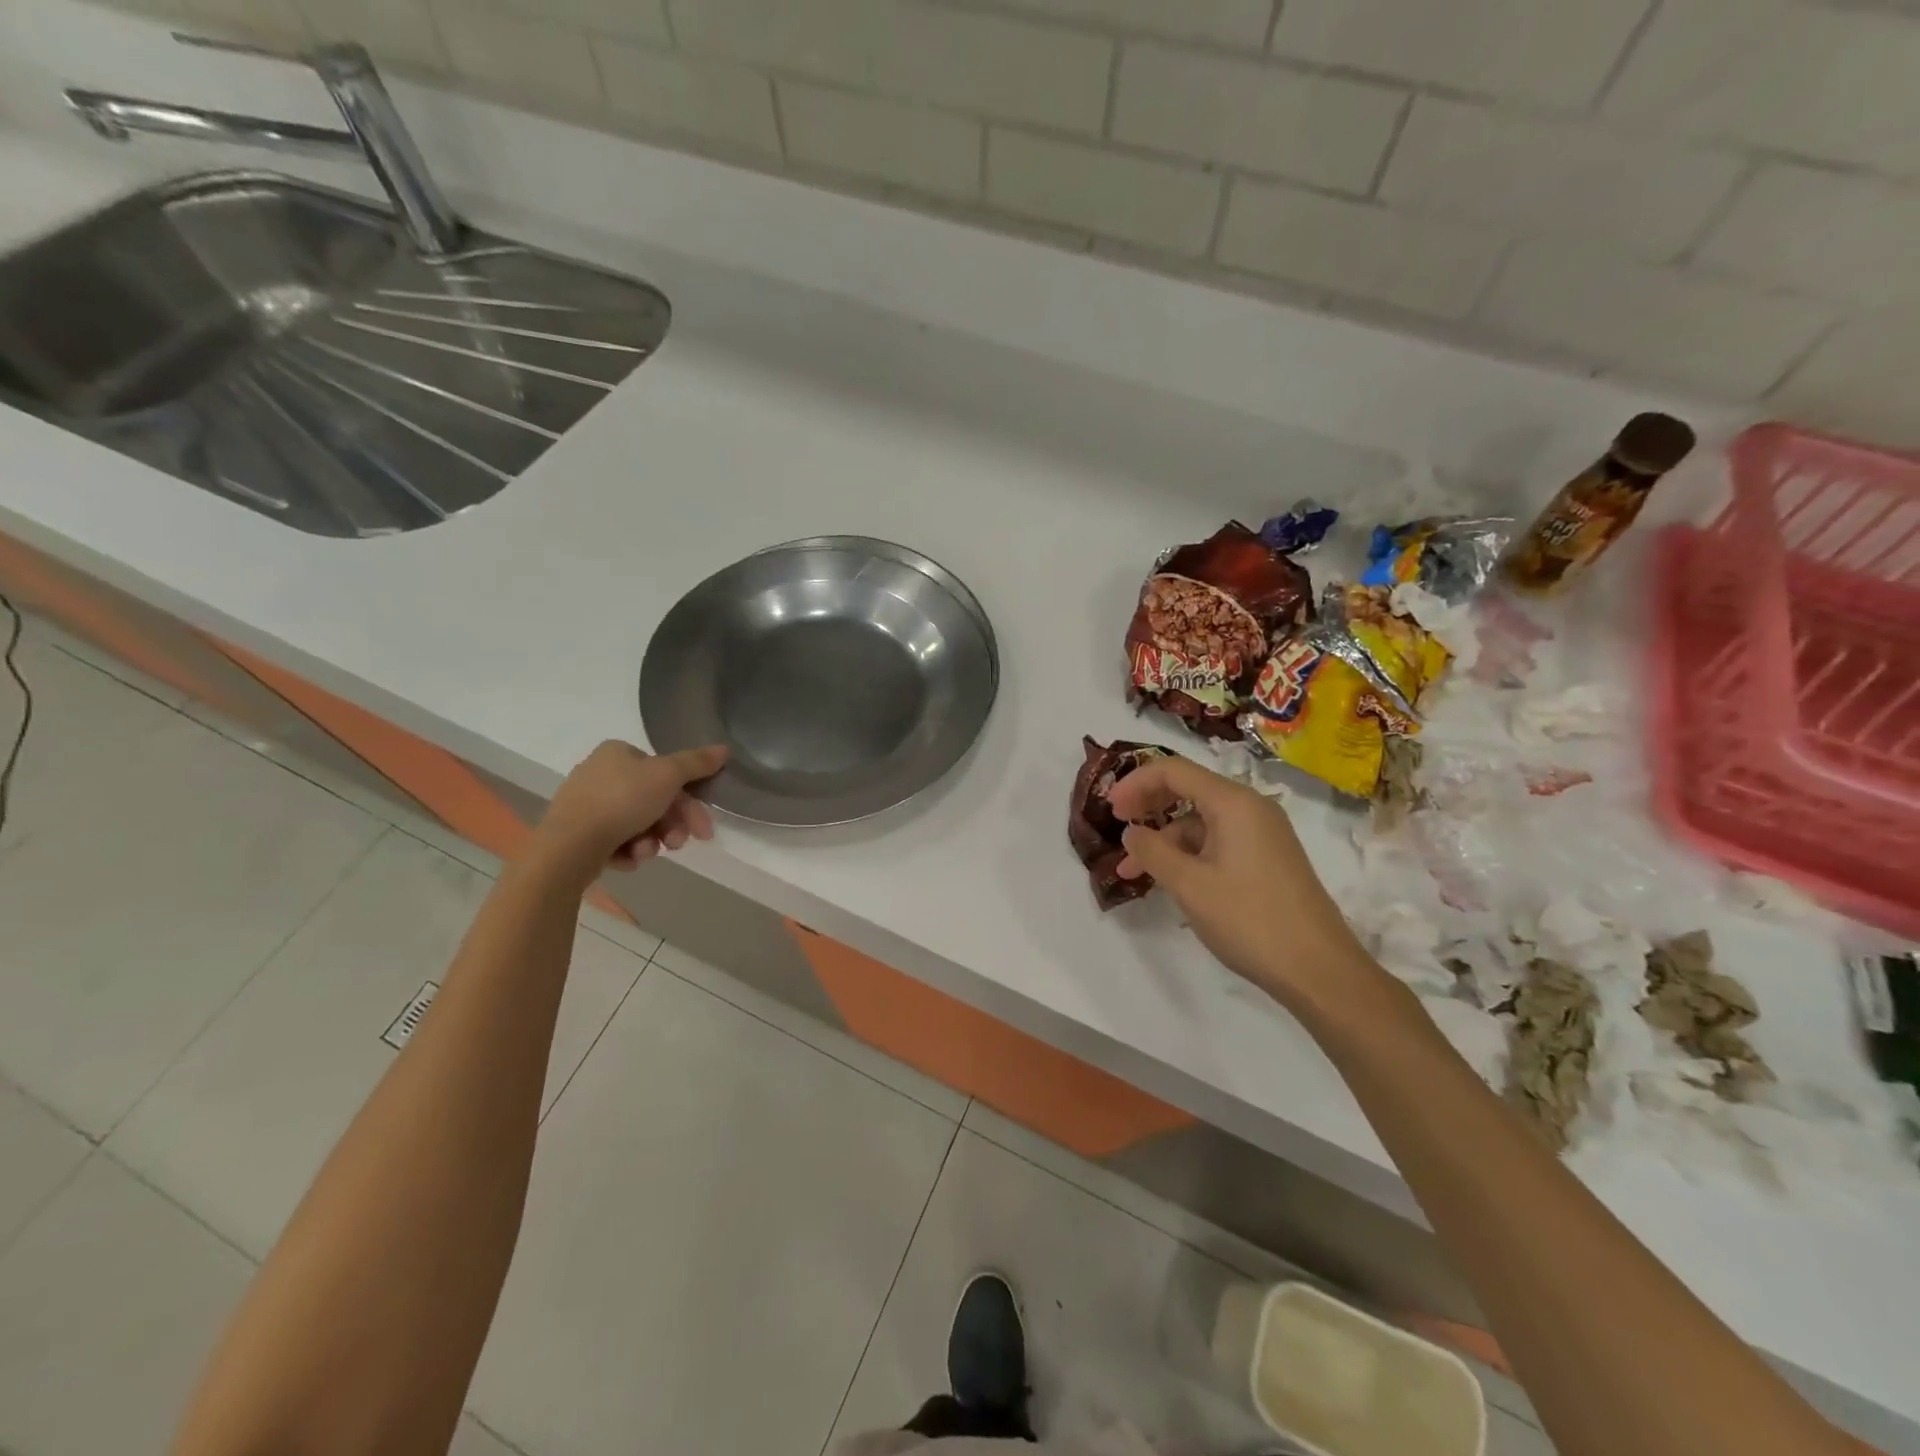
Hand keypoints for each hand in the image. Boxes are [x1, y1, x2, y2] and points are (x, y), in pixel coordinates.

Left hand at [536, 740, 727, 871]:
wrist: (568, 847)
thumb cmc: (622, 801)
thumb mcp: (668, 775)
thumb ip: (697, 763)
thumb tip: (724, 749)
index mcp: (619, 753)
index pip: (665, 772)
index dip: (688, 799)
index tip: (701, 825)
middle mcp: (600, 773)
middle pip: (654, 799)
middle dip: (672, 825)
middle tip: (681, 843)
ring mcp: (586, 804)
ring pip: (638, 823)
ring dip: (652, 840)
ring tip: (648, 853)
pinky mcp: (578, 832)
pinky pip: (616, 840)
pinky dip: (628, 850)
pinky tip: (628, 858)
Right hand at [1107, 755, 1375, 1009]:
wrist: (1319, 970)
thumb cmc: (1249, 920)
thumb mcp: (1189, 885)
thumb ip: (1152, 852)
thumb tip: (1131, 833)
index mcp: (1233, 803)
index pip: (1173, 770)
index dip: (1135, 783)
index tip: (1109, 810)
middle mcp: (1251, 808)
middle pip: (1188, 790)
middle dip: (1148, 806)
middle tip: (1118, 827)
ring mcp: (1262, 834)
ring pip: (1200, 822)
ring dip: (1164, 840)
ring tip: (1134, 872)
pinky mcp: (1267, 859)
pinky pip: (1218, 842)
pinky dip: (1188, 855)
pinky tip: (1170, 881)